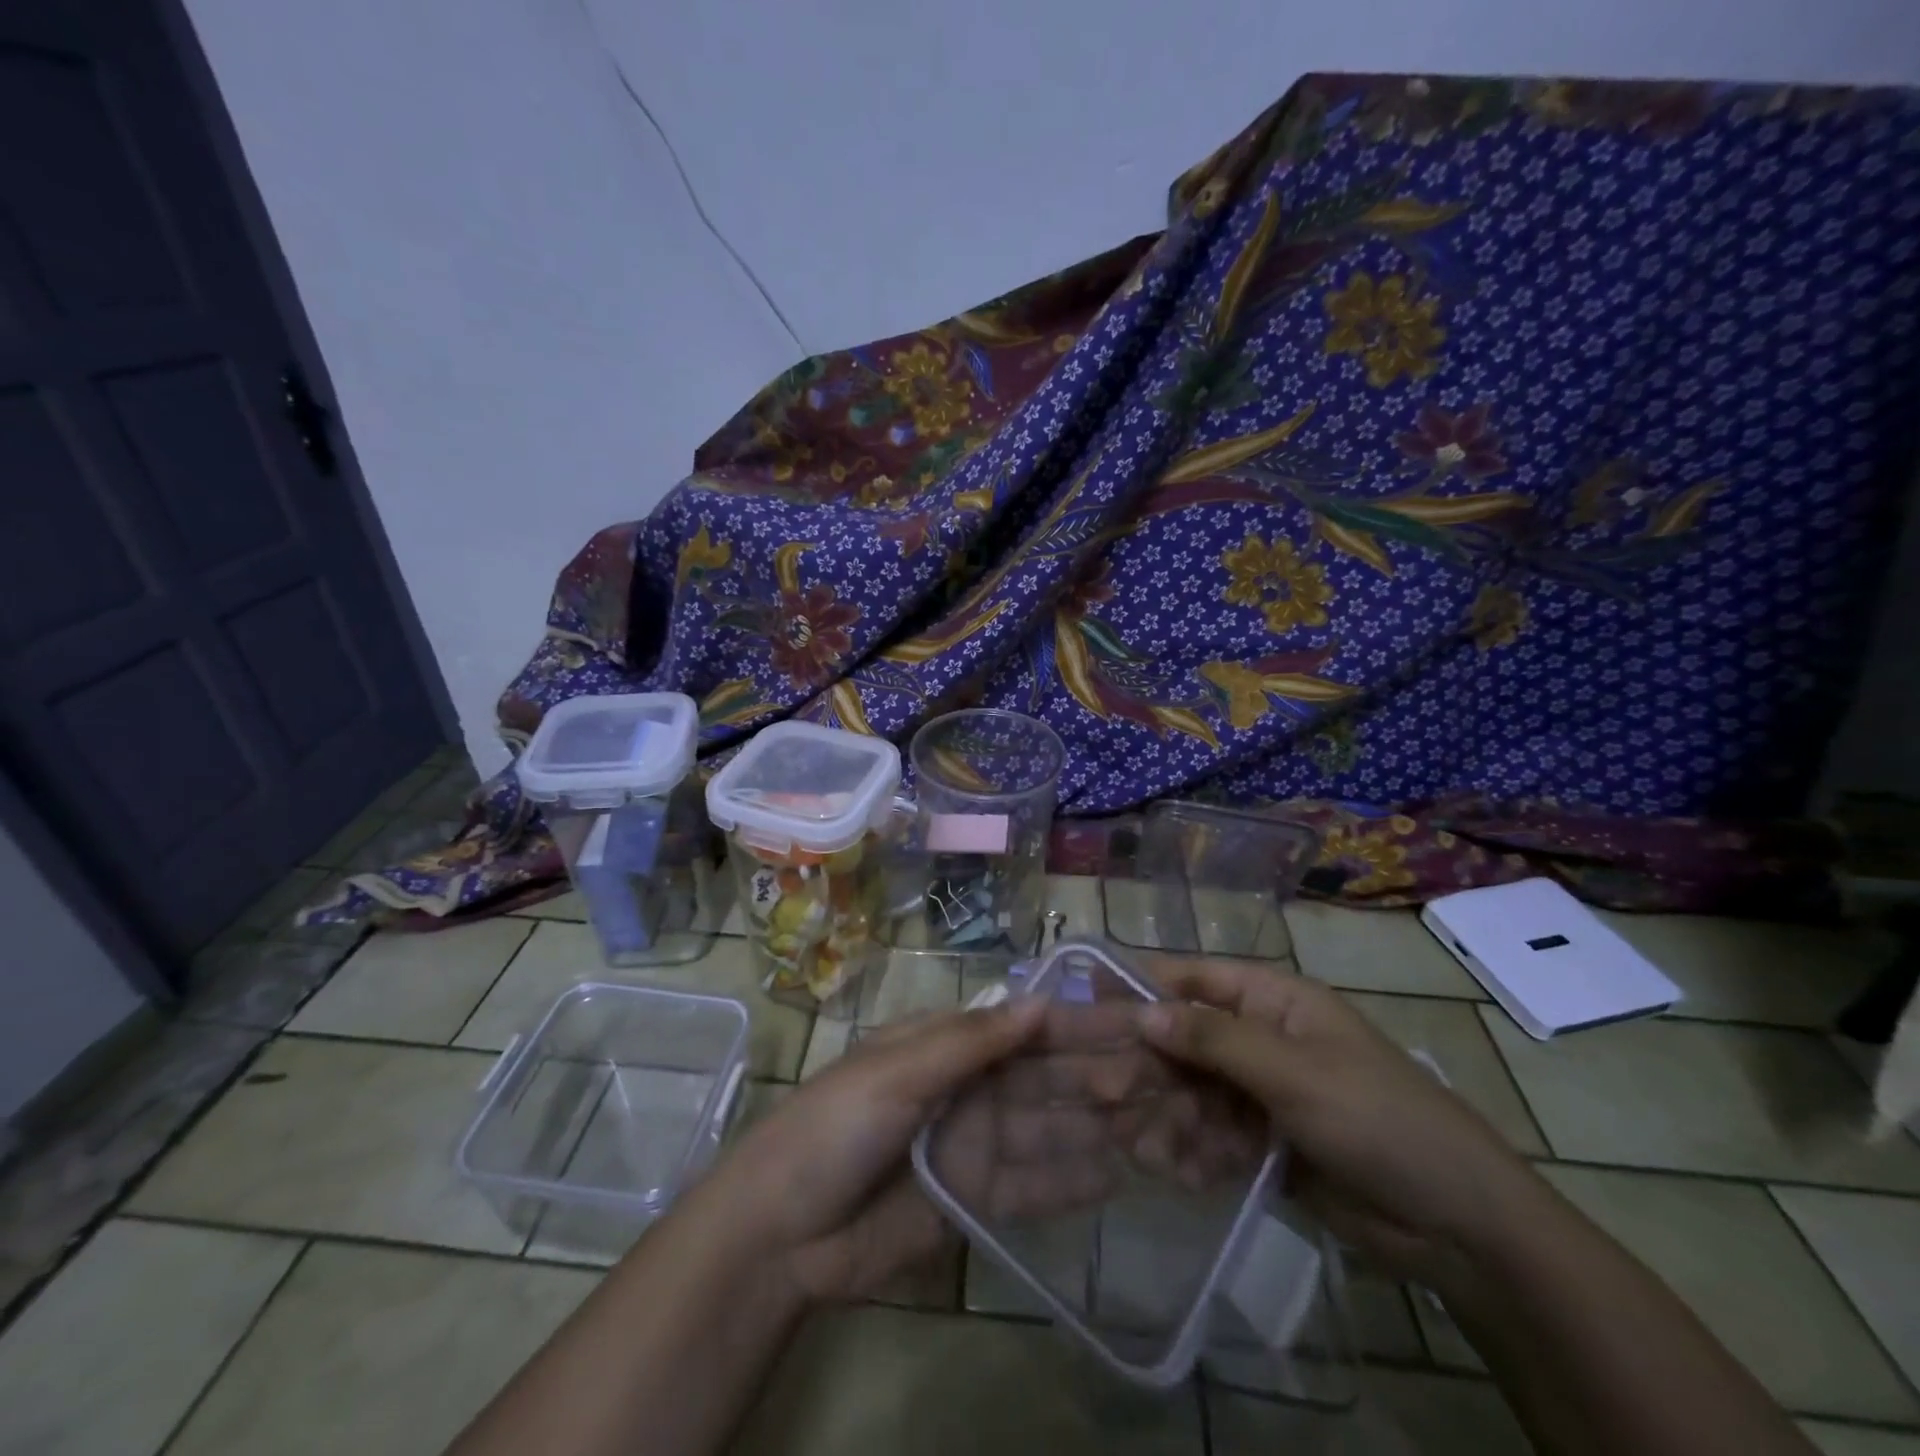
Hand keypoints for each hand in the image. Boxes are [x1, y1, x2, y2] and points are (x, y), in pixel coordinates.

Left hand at [694, 997, 1133, 1304]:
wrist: (783, 1231)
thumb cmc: (835, 1126)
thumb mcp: (898, 1070)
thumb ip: (972, 1042)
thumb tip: (1041, 1003)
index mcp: (948, 1044)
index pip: (1026, 1029)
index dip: (1079, 1025)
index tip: (1138, 1023)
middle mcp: (970, 1088)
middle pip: (1046, 1078)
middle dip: (1100, 1074)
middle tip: (1167, 1077)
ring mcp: (976, 1145)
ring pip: (1049, 1128)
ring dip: (1099, 1125)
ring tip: (1160, 1123)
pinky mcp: (976, 1200)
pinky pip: (1033, 1185)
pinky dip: (1071, 1180)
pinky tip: (1118, 1174)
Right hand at [1135, 955, 1539, 1287]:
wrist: (1458, 1226)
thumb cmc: (1378, 1119)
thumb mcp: (1294, 1072)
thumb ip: (1214, 1039)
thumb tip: (1143, 1011)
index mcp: (1273, 1001)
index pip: (1194, 978)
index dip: (1142, 984)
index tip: (1087, 998)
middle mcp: (1260, 1038)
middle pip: (1184, 1039)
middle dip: (1147, 1065)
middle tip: (1102, 1092)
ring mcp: (1260, 1092)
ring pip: (1191, 1091)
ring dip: (1164, 1114)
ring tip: (1141, 1146)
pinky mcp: (1261, 1142)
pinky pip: (1210, 1134)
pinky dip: (1191, 1150)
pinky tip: (1178, 1172)